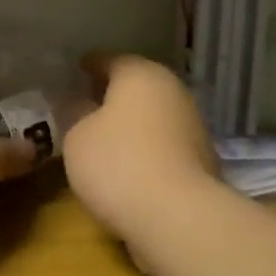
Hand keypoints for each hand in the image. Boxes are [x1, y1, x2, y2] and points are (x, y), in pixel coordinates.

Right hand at [63, 56, 218, 241]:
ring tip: (103, 136)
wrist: (177, 216)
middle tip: (85, 103)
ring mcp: (192, 125)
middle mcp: (172, 91)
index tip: (74, 71)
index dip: (89, 65)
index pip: (109, 60)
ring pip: (153, 114)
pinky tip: (128, 162)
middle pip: (137, 86)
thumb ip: (74, 114)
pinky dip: (146, 146)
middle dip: (112, 93)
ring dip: (132, 122)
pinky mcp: (201, 160)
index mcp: (141, 75)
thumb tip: (77, 104)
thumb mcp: (76, 137)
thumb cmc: (118, 163)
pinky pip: (164, 143)